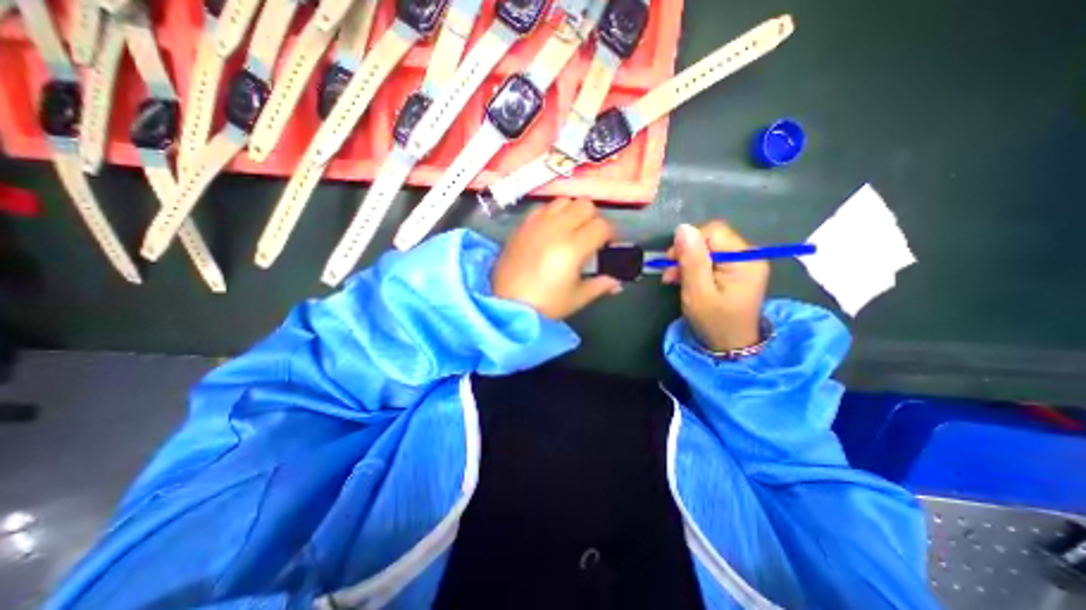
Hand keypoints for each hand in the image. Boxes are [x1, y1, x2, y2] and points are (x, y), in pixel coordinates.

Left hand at [493, 198, 618, 321]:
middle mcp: (556, 229)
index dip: (610, 235)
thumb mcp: (577, 298)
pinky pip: (543, 208)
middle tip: (590, 236)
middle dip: (593, 219)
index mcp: (573, 247)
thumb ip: (600, 285)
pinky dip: (552, 213)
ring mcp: (537, 224)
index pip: (602, 226)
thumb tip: (617, 283)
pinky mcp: (522, 225)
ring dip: (573, 212)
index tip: (608, 245)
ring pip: (564, 201)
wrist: (507, 305)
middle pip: (585, 205)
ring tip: (570, 230)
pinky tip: (550, 229)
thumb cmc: (546, 304)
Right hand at [663, 221, 771, 350]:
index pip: (713, 232)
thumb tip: (683, 228)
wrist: (731, 346)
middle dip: (686, 254)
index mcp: (744, 259)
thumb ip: (691, 260)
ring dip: (687, 261)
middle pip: (710, 239)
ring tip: (672, 279)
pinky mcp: (737, 271)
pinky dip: (695, 267)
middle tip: (669, 275)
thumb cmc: (714, 321)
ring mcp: (745, 263)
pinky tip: (684, 280)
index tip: (671, 263)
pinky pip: (712, 259)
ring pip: (708, 249)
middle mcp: (749, 255)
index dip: (688, 243)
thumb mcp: (697, 292)